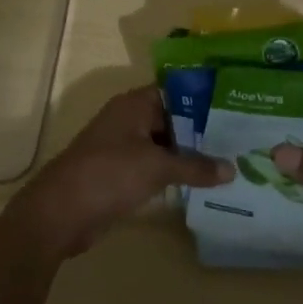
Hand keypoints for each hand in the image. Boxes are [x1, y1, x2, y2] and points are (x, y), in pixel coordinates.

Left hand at [10, 86, 231, 259]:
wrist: (60, 212)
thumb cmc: (108, 174)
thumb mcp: (156, 167)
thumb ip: (195, 166)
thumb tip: (232, 169)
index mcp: (134, 104)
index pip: (176, 91)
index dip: (204, 98)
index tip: (236, 106)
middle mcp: (130, 120)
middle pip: (173, 119)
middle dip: (203, 130)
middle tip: (242, 139)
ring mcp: (124, 147)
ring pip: (165, 145)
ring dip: (191, 155)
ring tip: (231, 162)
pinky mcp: (122, 174)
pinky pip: (156, 167)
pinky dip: (175, 174)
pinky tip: (204, 185)